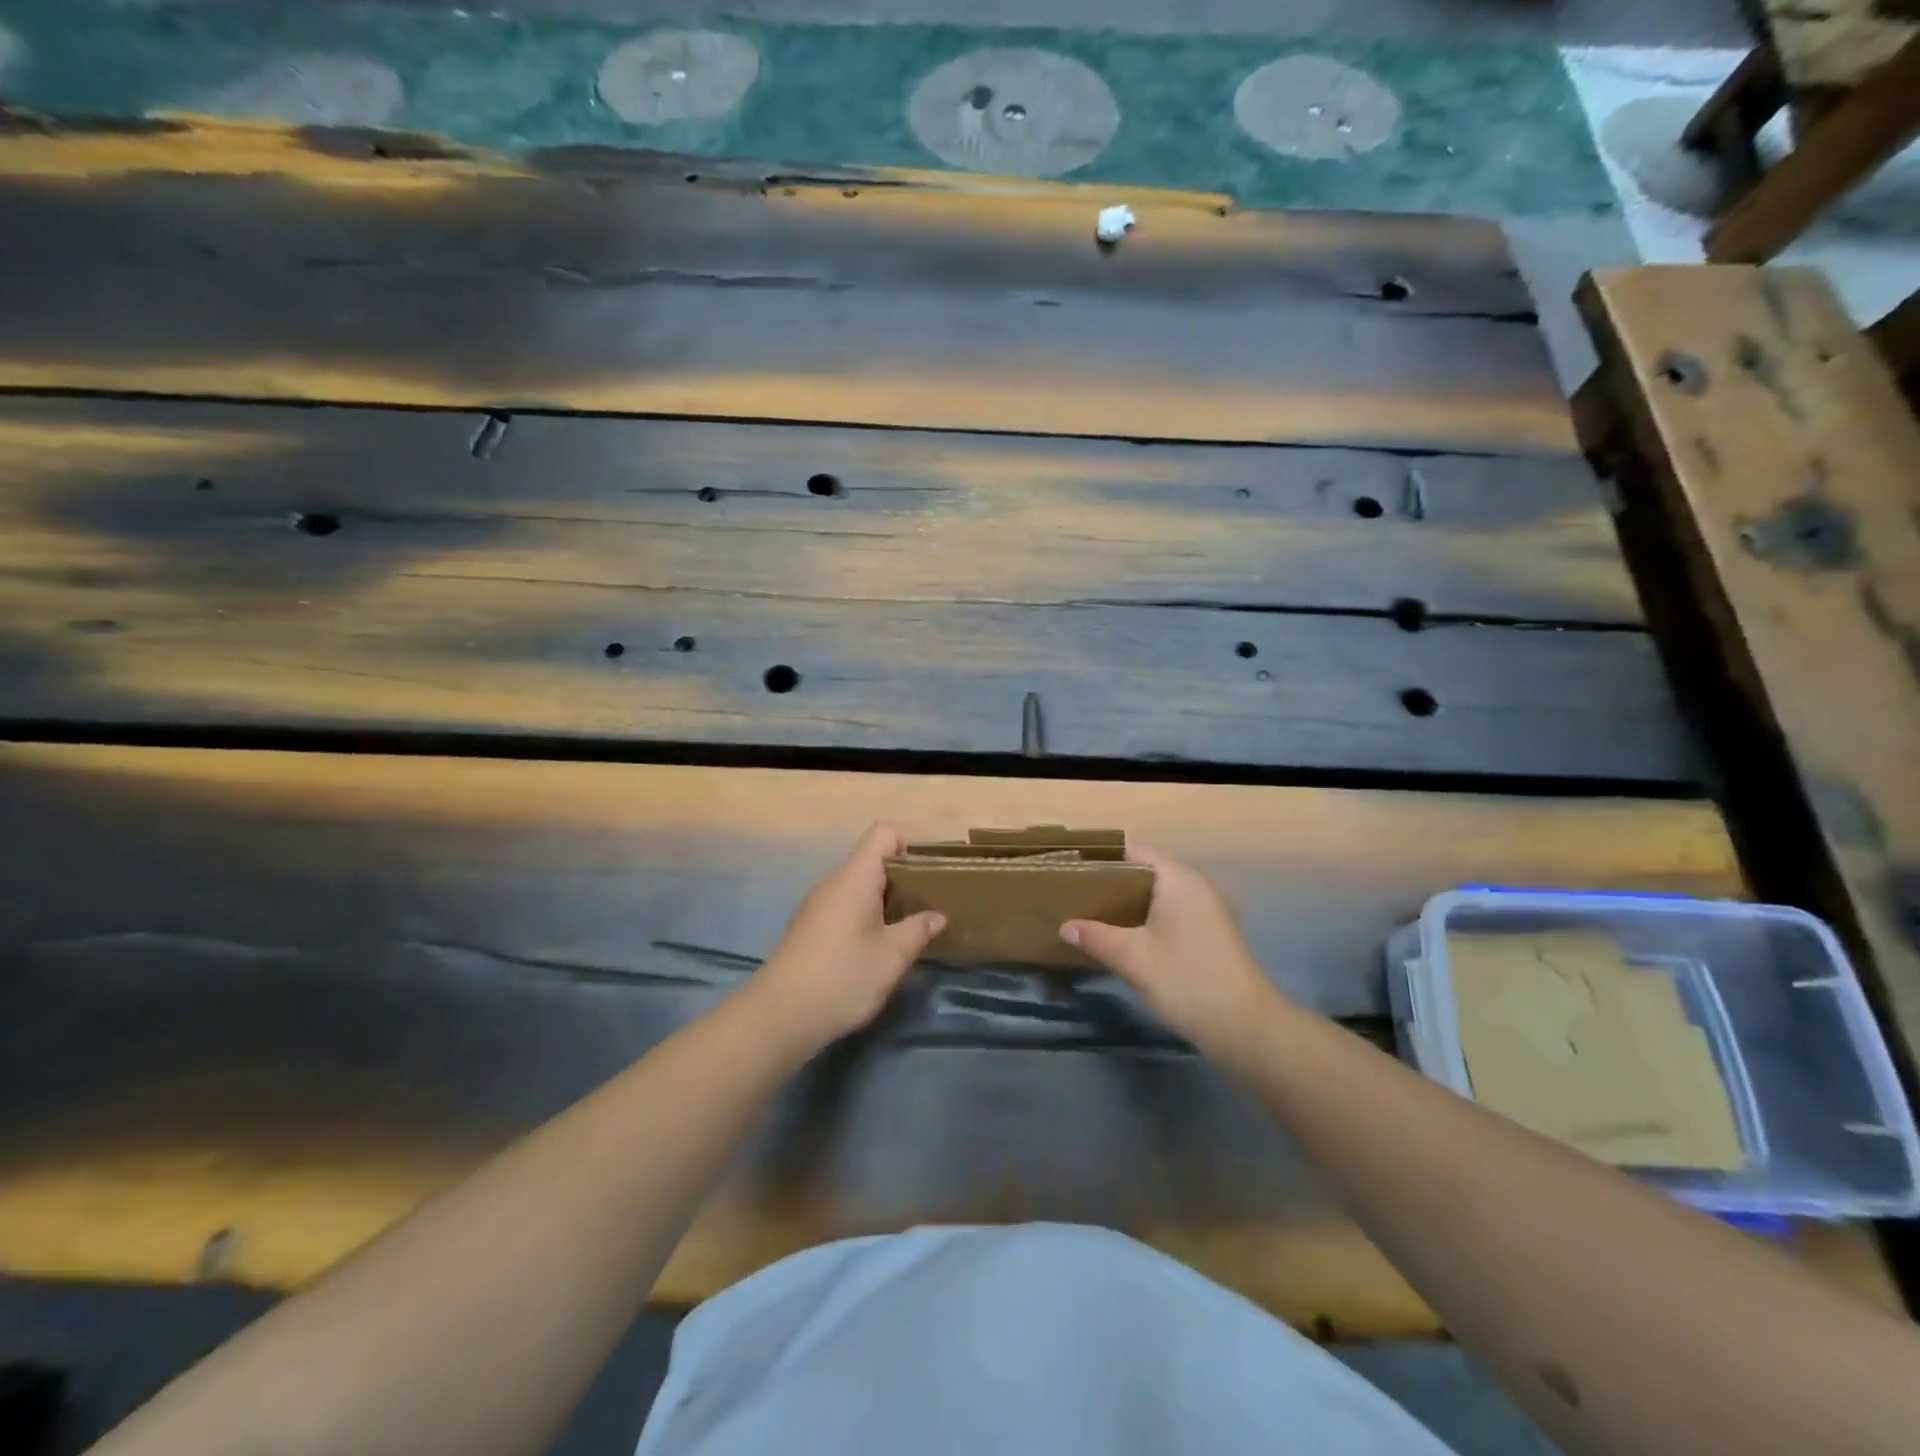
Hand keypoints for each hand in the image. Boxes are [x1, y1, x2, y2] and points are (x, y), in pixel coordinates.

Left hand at [748, 823, 944, 1050]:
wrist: (779, 1016)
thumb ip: (918, 930)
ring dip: (889, 897)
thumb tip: (937, 916)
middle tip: (934, 897)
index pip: (883, 833)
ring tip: (914, 922)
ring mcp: (818, 905)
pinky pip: (847, 905)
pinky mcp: (810, 928)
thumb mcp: (891, 957)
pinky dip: (870, 913)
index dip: (912, 838)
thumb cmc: (842, 977)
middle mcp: (834, 883)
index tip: (936, 865)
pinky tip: (882, 943)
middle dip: (906, 873)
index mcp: (855, 878)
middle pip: (873, 859)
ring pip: (860, 885)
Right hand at [1060, 846, 1281, 1051]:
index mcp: (1178, 879)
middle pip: (1146, 873)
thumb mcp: (1133, 958)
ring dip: (1128, 906)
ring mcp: (1207, 911)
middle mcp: (1195, 886)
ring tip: (1092, 917)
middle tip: (1076, 897)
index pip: (1135, 853)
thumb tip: (1065, 926)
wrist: (1244, 1027)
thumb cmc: (1185, 979)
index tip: (1073, 872)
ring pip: (1158, 896)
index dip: (1103, 859)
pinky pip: (1170, 914)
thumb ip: (1096, 937)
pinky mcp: (1210, 935)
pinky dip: (1146, 921)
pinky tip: (1123, 940)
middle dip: (1111, 884)